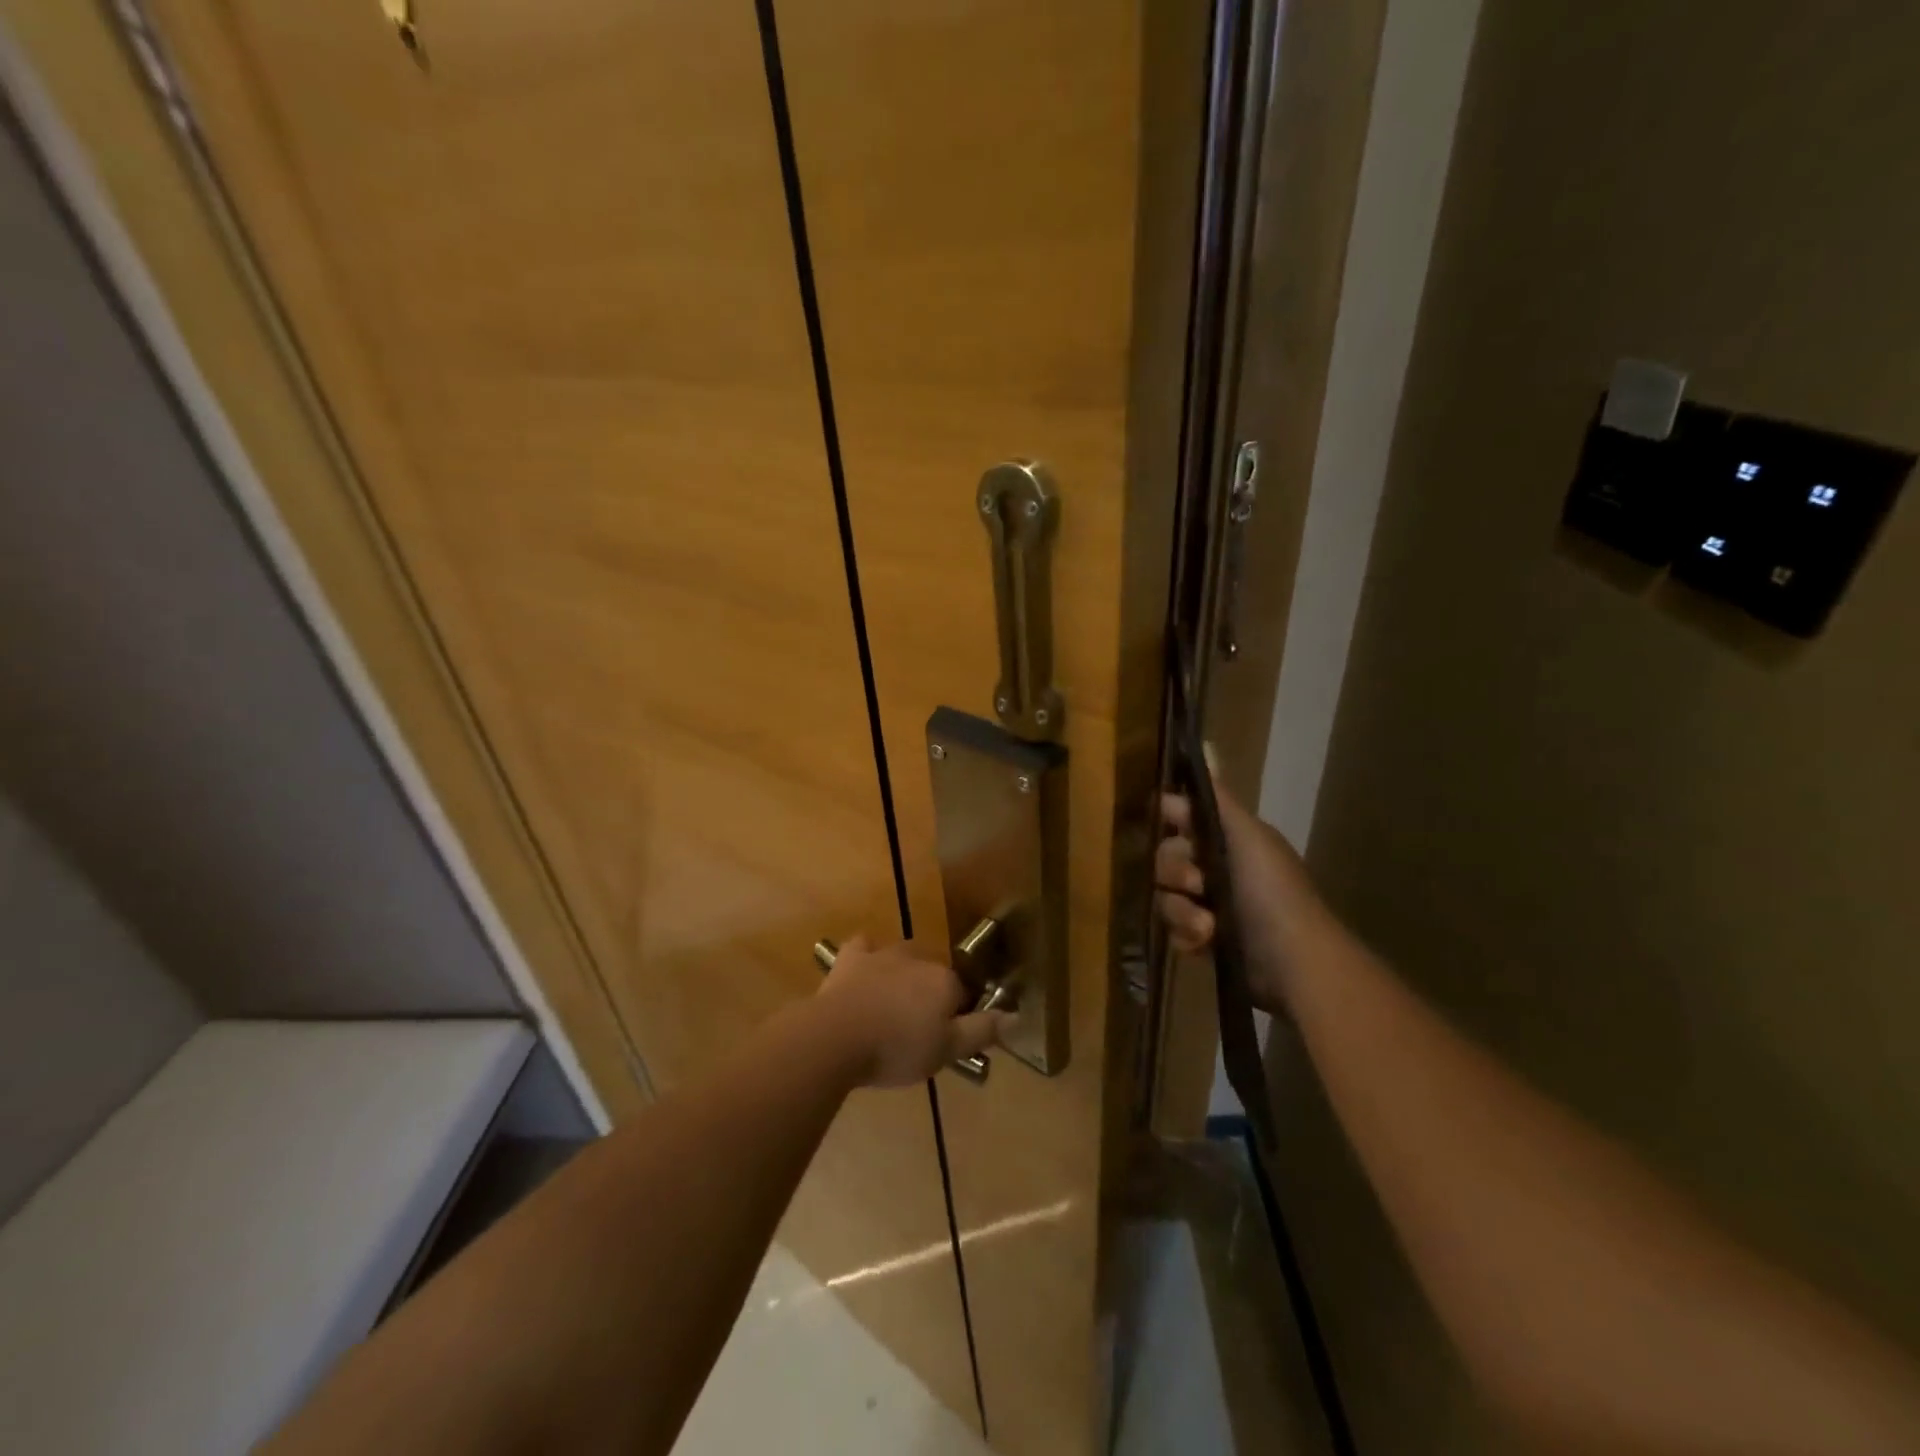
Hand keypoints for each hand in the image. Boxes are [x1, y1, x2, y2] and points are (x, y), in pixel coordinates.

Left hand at [816, 935, 1010, 1087]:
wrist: (836, 1037)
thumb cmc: (897, 1048)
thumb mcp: (947, 1051)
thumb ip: (982, 1030)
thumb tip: (1017, 1015)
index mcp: (945, 980)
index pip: (963, 994)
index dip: (957, 1017)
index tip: (944, 1041)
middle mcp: (919, 958)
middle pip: (933, 975)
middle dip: (929, 996)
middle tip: (916, 1030)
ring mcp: (883, 954)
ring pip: (903, 959)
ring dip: (902, 976)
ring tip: (891, 1009)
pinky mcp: (851, 958)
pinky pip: (864, 947)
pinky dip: (867, 955)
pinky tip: (864, 970)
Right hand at [1155, 788, 1326, 1015]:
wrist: (1294, 962)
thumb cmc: (1272, 891)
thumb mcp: (1246, 836)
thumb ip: (1217, 797)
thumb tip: (1206, 744)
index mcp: (1228, 839)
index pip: (1182, 816)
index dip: (1170, 817)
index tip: (1167, 821)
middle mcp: (1216, 868)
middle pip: (1165, 857)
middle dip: (1175, 871)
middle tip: (1196, 882)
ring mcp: (1209, 906)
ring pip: (1166, 896)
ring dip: (1181, 910)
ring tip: (1207, 925)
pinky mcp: (1204, 941)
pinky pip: (1173, 930)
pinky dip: (1186, 936)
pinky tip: (1204, 943)